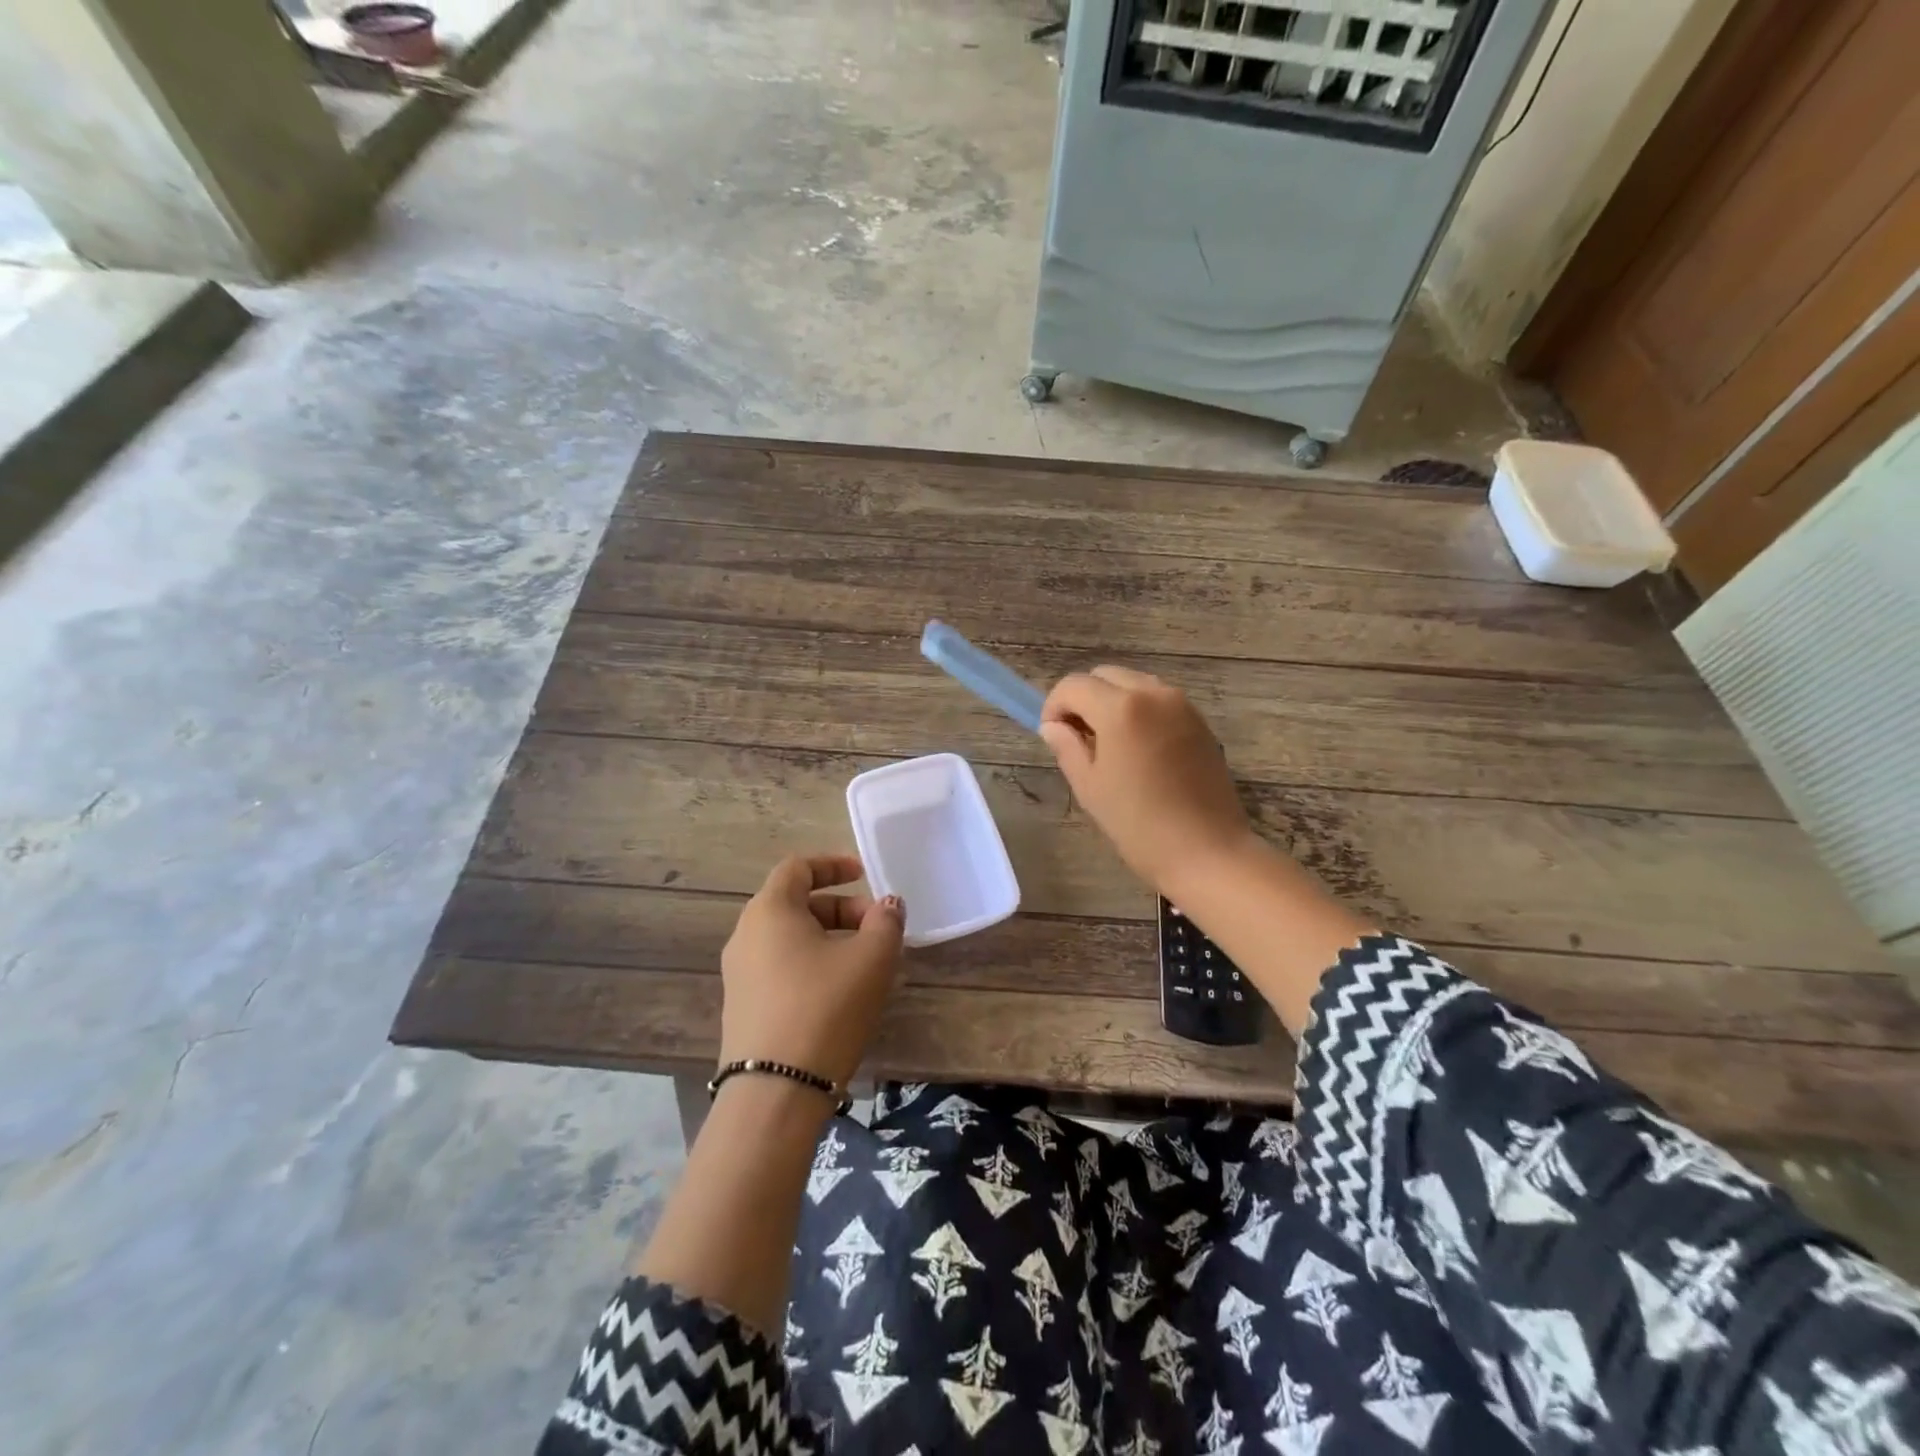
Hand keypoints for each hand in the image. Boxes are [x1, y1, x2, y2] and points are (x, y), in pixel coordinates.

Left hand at [719, 854, 905, 1088]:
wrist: (775, 1093)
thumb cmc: (825, 1007)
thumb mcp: (871, 959)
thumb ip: (885, 922)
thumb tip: (888, 905)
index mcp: (770, 911)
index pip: (797, 867)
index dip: (833, 864)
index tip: (864, 874)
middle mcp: (746, 935)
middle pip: (796, 903)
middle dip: (841, 908)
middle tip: (877, 928)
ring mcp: (739, 974)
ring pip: (790, 939)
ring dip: (830, 938)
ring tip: (866, 962)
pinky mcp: (743, 1007)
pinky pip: (781, 968)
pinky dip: (812, 964)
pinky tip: (841, 993)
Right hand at [1040, 666, 1254, 895]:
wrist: (1208, 852)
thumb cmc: (1139, 825)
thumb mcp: (1090, 787)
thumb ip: (1067, 747)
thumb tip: (1053, 726)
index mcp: (1121, 708)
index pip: (1074, 685)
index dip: (1054, 705)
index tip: (1052, 735)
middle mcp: (1153, 693)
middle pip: (1105, 675)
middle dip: (1083, 698)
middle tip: (1077, 738)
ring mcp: (1182, 705)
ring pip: (1134, 683)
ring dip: (1112, 702)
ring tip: (1107, 744)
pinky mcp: (1200, 721)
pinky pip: (1158, 700)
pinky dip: (1139, 711)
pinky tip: (1137, 750)